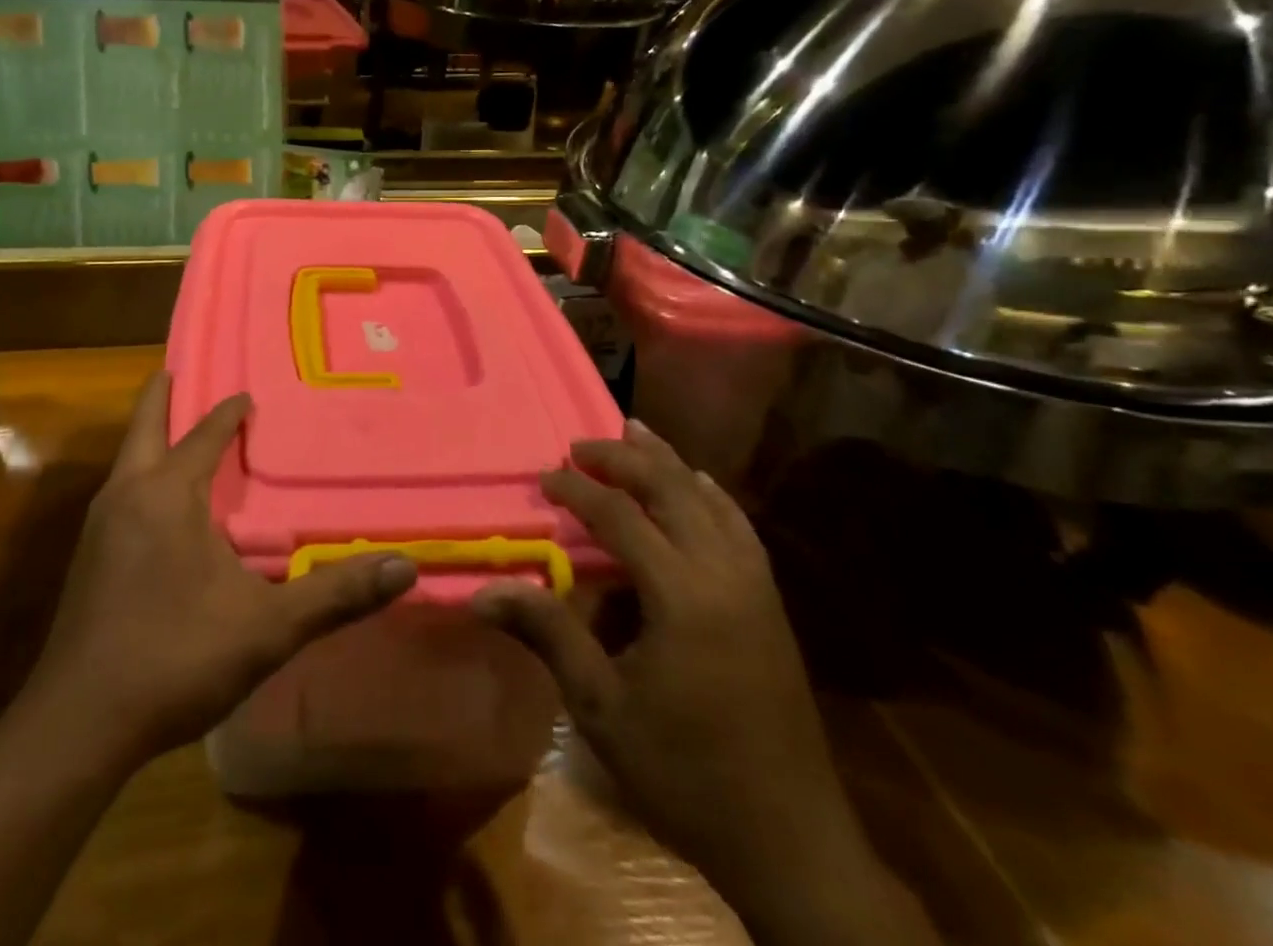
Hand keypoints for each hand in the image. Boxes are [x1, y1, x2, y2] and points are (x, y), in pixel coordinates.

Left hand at [31, 372, 416, 760]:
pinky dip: (140, 475)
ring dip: (150, 438)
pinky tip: (159, 507)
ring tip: (176, 432)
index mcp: (167, 494)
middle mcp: (126, 496)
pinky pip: (119, 494)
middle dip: (161, 397)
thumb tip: (405, 566)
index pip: (203, 434)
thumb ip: (335, 595)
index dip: (229, 411)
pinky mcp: (87, 560)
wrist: (77, 726)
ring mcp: (98, 527)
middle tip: (178, 370)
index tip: (248, 395)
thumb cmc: (174, 658)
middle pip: (143, 427)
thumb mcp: (266, 628)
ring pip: (126, 461)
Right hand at [473, 421, 936, 945]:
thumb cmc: (685, 773)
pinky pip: (738, 524)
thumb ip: (547, 634)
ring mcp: (756, 584)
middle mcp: (724, 573)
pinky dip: (710, 493)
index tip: (544, 477)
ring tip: (634, 432)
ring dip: (668, 462)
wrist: (790, 839)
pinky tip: (697, 484)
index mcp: (683, 596)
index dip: (578, 490)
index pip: (621, 517)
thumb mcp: (602, 708)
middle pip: (671, 489)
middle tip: (579, 445)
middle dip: (622, 459)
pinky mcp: (770, 601)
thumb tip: (481, 594)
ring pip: (709, 498)